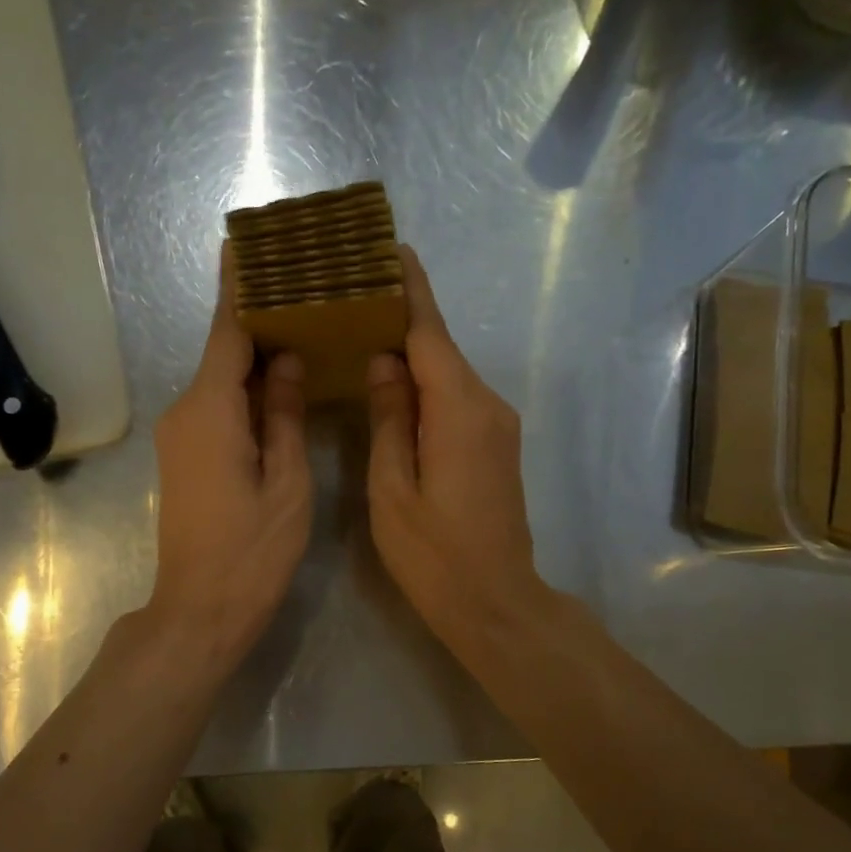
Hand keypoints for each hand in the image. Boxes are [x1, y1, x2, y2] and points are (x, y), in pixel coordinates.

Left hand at [147, 242, 312, 673]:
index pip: (227, 334)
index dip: (239, 290)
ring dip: (254, 357)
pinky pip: (217, 407)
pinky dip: (246, 389)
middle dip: (256, 320)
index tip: (245, 246)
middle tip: (300, 287)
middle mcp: (185, 413)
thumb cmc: (252, 552)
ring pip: (220, 381)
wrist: (199, 610)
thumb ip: (286, 416)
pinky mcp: (184, 456)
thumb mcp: (286, 484)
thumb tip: (287, 361)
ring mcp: (179, 436)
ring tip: (300, 327)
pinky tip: (280, 383)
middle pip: (223, 353)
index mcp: (211, 411)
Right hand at [367, 246, 548, 658]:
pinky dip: (425, 383)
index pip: (430, 332)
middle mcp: (486, 405)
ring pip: (447, 373)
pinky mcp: (496, 444)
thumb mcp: (392, 489)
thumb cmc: (434, 555)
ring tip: (363, 331)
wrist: (496, 603)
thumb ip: (388, 419)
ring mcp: (497, 425)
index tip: (389, 248)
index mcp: (458, 410)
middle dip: (402, 315)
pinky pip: (455, 398)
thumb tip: (383, 362)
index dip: (409, 289)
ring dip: (411, 351)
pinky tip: (393, 383)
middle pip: (440, 347)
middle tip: (354, 292)